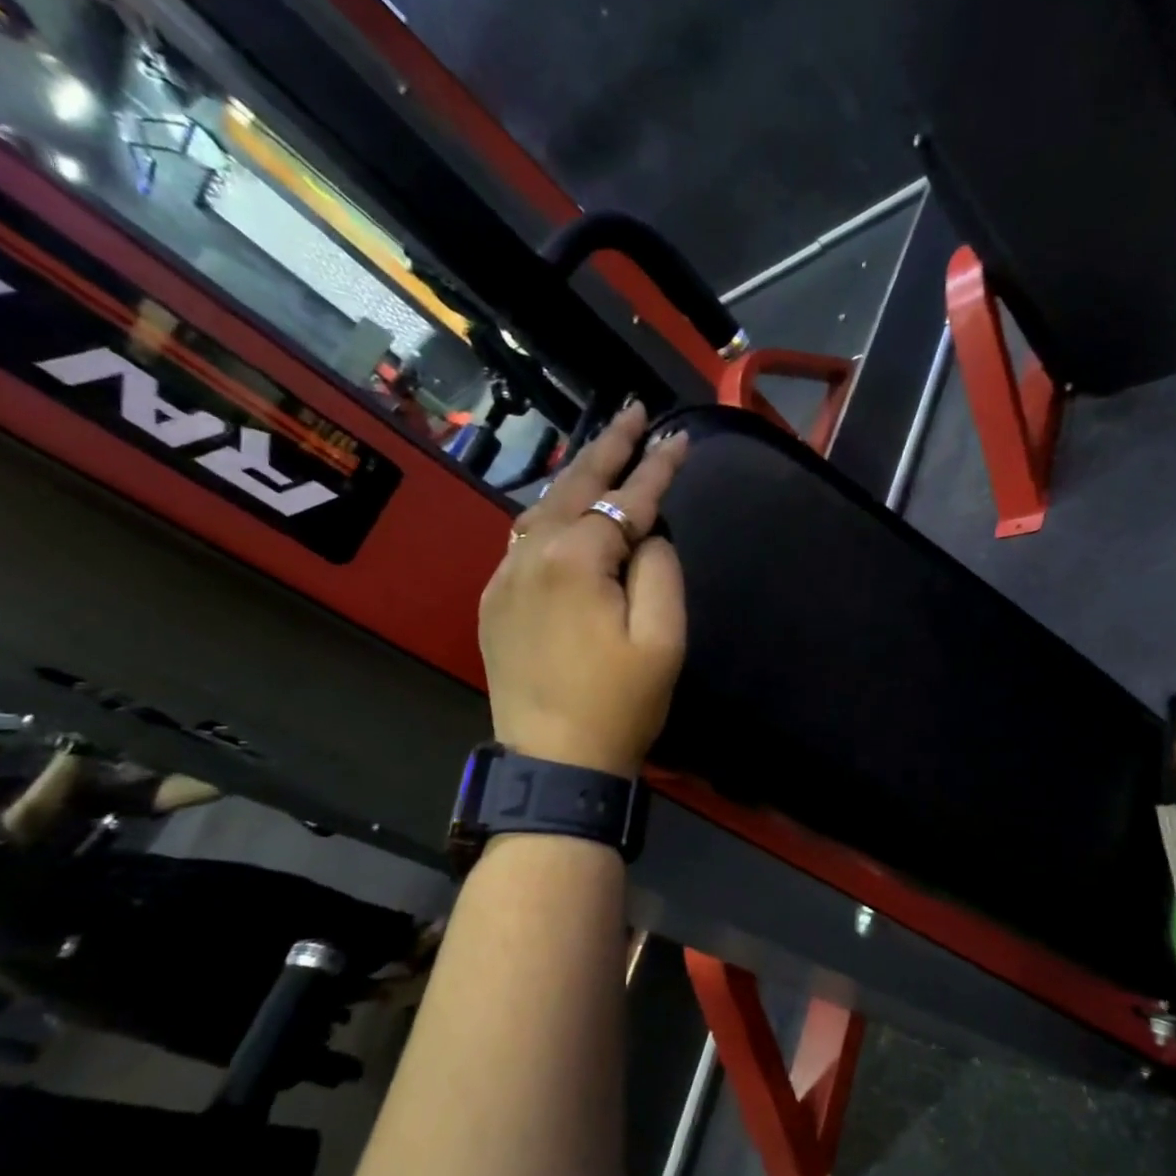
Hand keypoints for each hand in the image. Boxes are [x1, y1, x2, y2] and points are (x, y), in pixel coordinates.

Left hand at [479, 402, 688, 778]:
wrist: (555, 763)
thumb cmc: (619, 705)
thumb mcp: (662, 640)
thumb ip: (660, 571)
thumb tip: (647, 534)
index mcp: (574, 560)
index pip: (626, 500)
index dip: (658, 468)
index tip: (681, 438)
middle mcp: (530, 555)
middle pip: (575, 486)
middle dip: (610, 448)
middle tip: (636, 412)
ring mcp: (504, 577)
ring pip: (542, 508)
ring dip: (577, 476)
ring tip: (606, 450)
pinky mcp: (494, 601)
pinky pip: (523, 540)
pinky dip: (551, 513)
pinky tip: (566, 509)